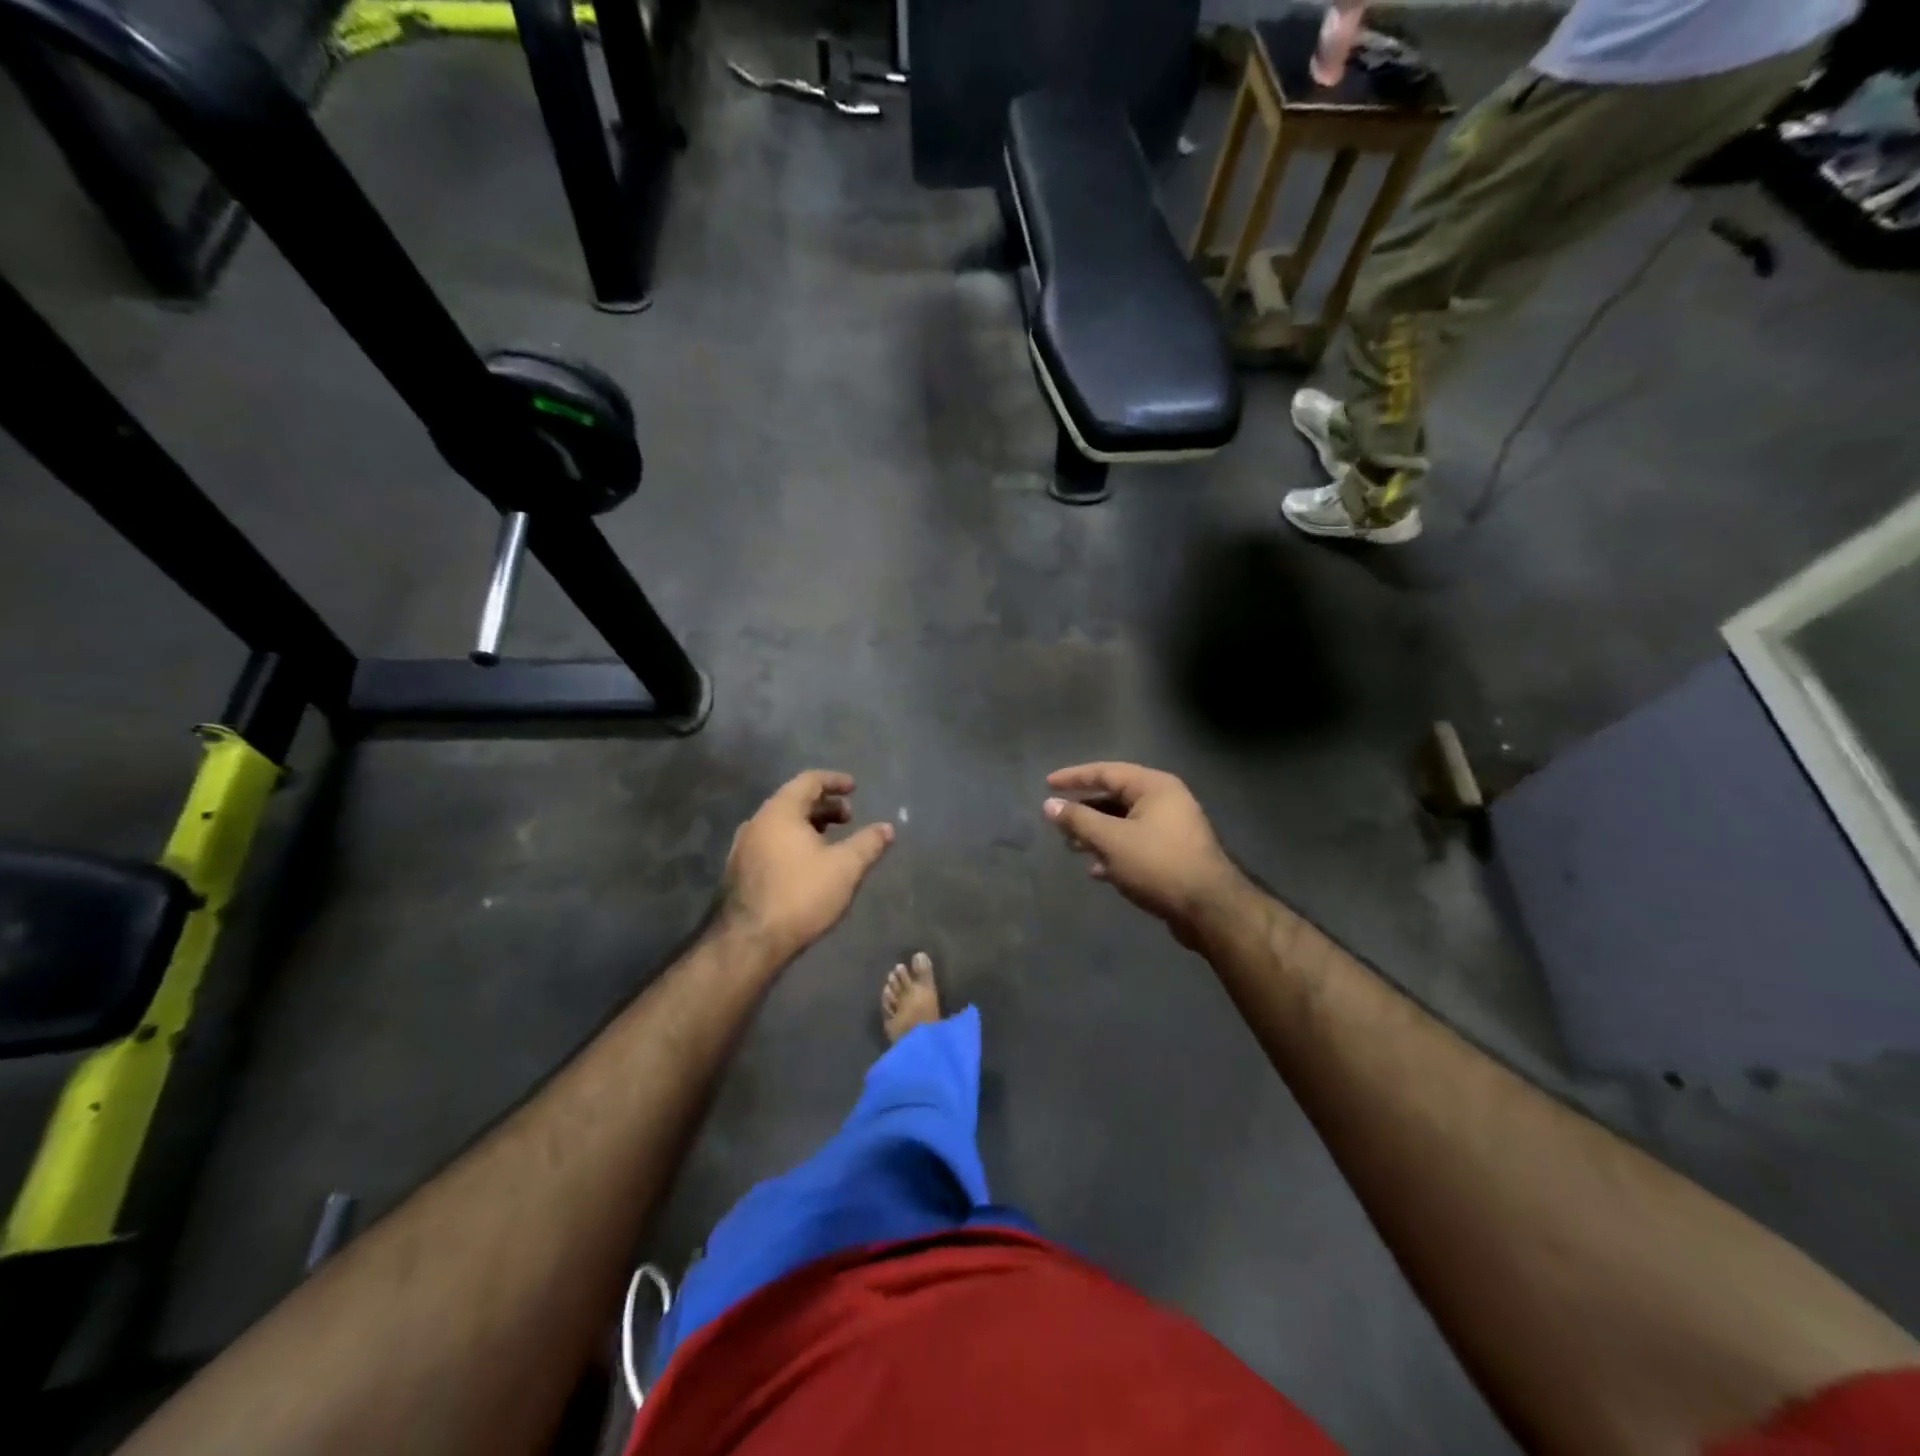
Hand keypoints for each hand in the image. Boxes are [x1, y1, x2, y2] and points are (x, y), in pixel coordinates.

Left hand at [721, 771, 894, 957]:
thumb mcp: (845, 867)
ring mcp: (743, 847)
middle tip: (848, 818)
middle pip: (793, 801)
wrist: (749, 942)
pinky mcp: (739, 871)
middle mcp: (757, 822)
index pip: (808, 781)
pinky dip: (793, 842)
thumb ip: (868, 843)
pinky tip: (808, 865)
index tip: (854, 787)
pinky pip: (771, 843)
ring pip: (781, 824)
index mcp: (780, 811)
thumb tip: (887, 828)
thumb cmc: (801, 895)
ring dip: (809, 825)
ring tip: (831, 842)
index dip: (834, 781)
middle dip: (824, 806)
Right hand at [1043, 762, 1250, 947]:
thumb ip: (1078, 819)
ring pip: (1124, 823)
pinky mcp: (1173, 855)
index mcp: (1154, 787)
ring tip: (1072, 847)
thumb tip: (1050, 805)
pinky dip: (1113, 853)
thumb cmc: (1157, 864)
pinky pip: (1135, 844)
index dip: (1074, 777)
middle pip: (1115, 797)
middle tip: (1058, 821)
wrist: (1209, 909)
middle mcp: (1166, 801)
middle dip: (1084, 811)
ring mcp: (1172, 829)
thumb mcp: (1111, 840)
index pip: (1106, 772)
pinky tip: (1096, 870)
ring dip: (1096, 834)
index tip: (1047, 784)